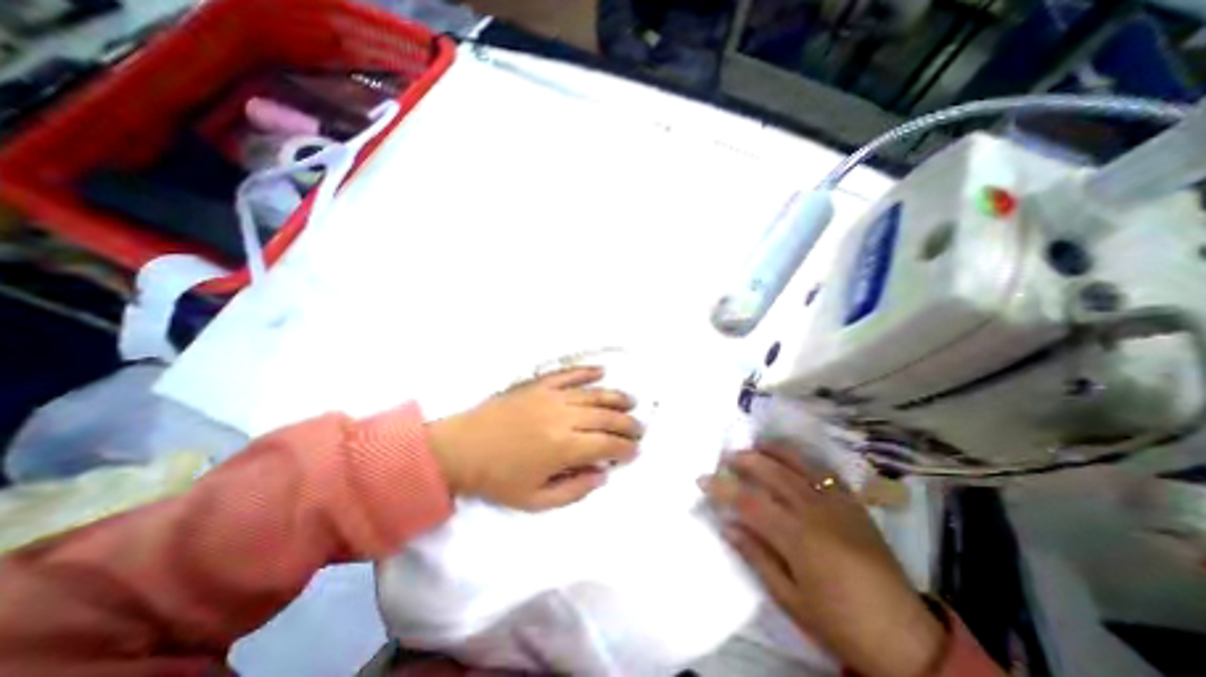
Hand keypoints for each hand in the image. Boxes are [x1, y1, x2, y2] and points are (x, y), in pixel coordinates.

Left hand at [422, 367, 640, 510]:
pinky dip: (587, 372)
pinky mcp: (540, 384)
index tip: (634, 452)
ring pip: (594, 393)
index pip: (606, 445)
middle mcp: (564, 417)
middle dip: (627, 424)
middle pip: (606, 417)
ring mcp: (552, 396)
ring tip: (631, 402)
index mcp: (564, 447)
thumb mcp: (535, 500)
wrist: (461, 448)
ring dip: (616, 397)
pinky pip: (569, 374)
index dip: (624, 449)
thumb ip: (574, 490)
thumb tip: (602, 475)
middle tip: (639, 429)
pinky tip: (601, 371)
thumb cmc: (497, 478)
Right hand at [705, 445, 945, 676]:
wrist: (906, 638)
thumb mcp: (790, 599)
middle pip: (773, 474)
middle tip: (727, 457)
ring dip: (774, 451)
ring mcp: (839, 505)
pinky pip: (826, 473)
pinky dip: (805, 460)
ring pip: (800, 465)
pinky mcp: (855, 505)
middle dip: (746, 461)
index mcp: (798, 538)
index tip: (702, 480)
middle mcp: (816, 512)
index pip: (750, 503)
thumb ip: (756, 556)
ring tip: (756, 445)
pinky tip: (794, 458)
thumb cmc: (839, 622)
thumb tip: (727, 525)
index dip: (722, 489)